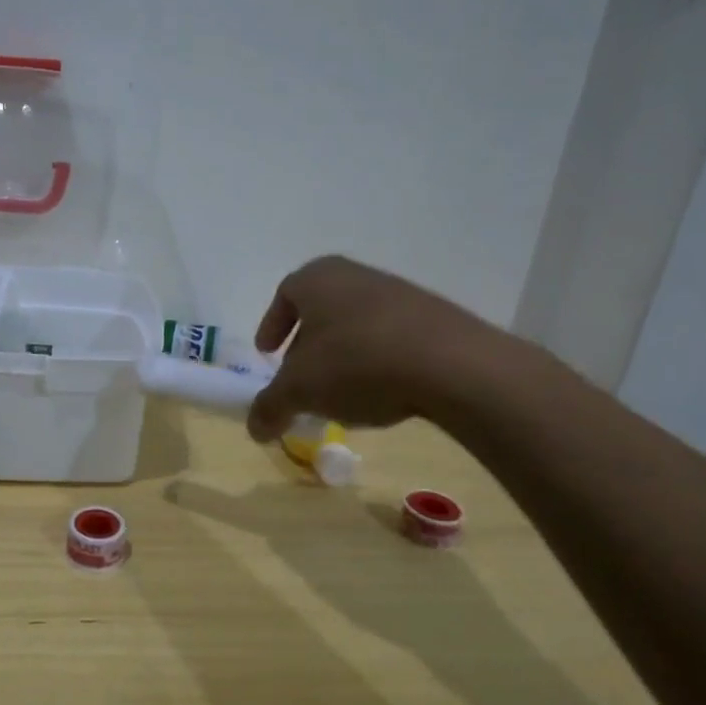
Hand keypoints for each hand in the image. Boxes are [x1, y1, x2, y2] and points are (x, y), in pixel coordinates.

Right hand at [245, 255, 505, 442]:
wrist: (451, 364)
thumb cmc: (356, 362)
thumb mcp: (300, 391)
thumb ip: (271, 406)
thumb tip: (254, 428)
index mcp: (317, 278)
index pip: (285, 294)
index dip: (273, 325)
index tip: (267, 353)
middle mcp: (356, 276)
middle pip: (321, 309)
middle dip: (307, 344)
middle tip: (301, 376)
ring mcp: (399, 293)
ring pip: (357, 323)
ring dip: (343, 355)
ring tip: (341, 391)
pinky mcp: (434, 317)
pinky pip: (391, 337)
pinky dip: (377, 361)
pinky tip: (382, 391)